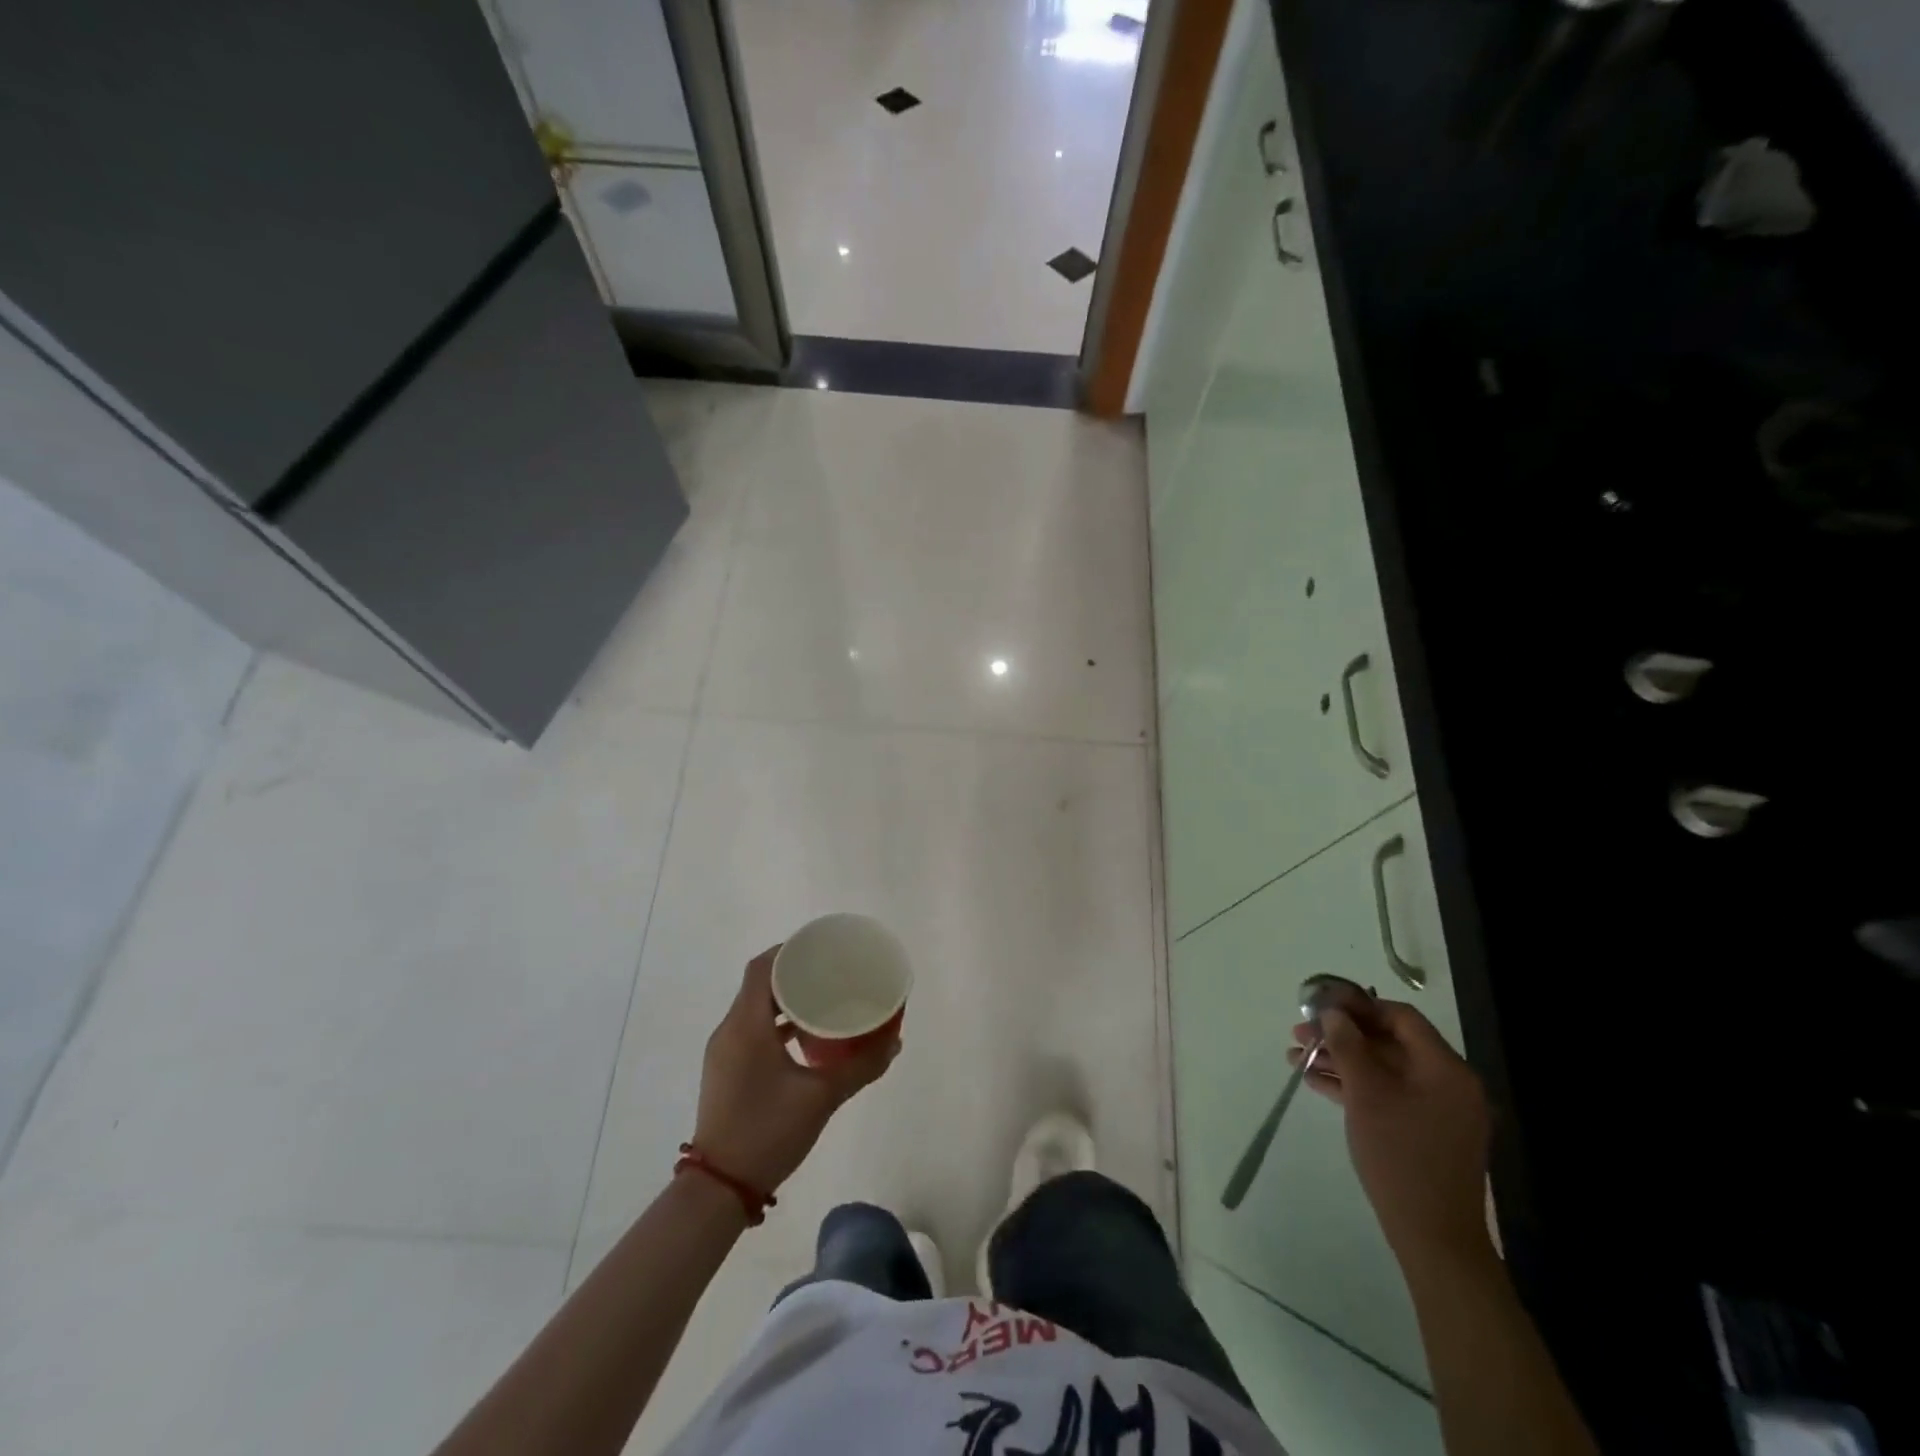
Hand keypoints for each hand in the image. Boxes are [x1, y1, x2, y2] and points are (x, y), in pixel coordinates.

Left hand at [692, 947, 897, 1192]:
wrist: (719, 1189)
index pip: (761, 968)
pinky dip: (776, 1024)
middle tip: (830, 973)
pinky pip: (751, 1030)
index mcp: (746, 1025)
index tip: (820, 949)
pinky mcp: (726, 1071)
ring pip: (754, 1009)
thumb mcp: (821, 1097)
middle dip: (793, 974)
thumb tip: (894, 1042)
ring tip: (822, 1001)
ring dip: (784, 1001)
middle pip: (759, 985)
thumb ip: (860, 1067)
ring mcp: (724, 1052)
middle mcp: (729, 1030)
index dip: (788, 951)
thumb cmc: (767, 1132)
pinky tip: (803, 1038)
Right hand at [1289, 1000, 1491, 1266]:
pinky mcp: (1426, 1131)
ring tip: (1297, 1058)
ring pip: (1384, 1069)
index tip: (1318, 1005)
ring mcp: (1438, 1109)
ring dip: (1342, 1060)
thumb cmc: (1400, 1156)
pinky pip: (1388, 1094)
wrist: (1434, 1238)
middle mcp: (1448, 1082)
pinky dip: (1355, 1085)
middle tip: (1299, 1033)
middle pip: (1389, 1042)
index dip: (1357, 1005)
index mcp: (1445, 1068)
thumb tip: (1332, 1011)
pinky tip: (1316, 1082)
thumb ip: (1348, 1045)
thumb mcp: (1367, 1094)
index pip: (1400, 1017)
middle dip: (1341, 1035)